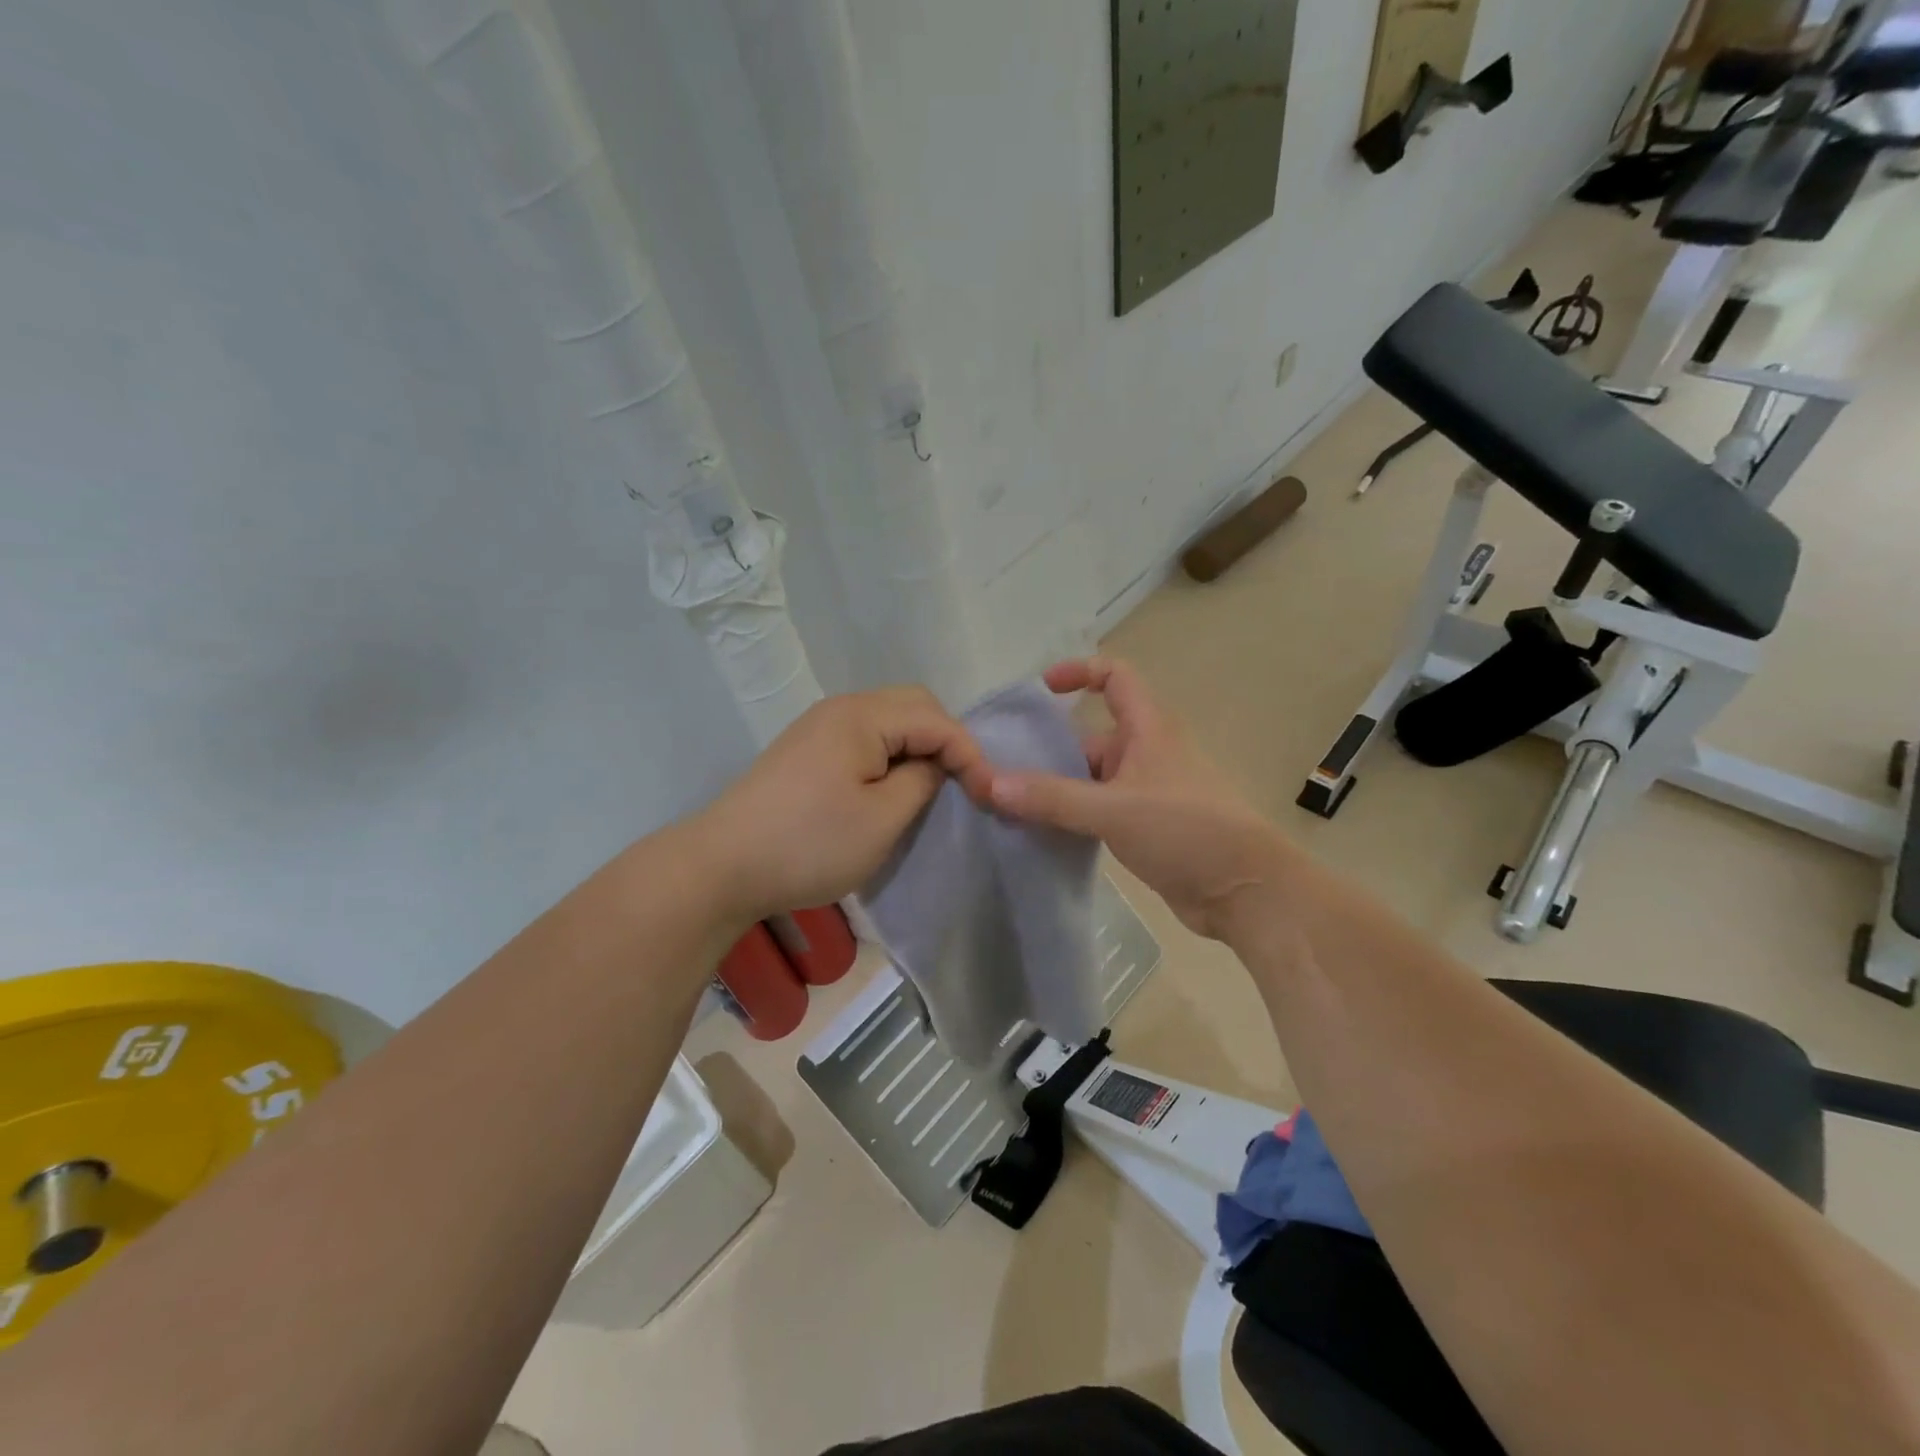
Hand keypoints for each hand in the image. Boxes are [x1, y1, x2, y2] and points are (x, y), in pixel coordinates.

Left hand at [693, 687, 990, 924]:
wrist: (721, 866)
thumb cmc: (808, 844)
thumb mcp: (882, 819)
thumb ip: (923, 780)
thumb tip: (936, 764)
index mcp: (862, 716)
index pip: (936, 719)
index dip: (969, 754)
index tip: (988, 795)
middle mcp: (841, 708)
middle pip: (913, 706)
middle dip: (946, 741)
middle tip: (962, 784)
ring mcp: (820, 727)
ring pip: (889, 721)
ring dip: (918, 748)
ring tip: (935, 787)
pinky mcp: (807, 750)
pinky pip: (866, 738)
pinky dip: (891, 756)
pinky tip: (893, 787)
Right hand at [988, 658, 1284, 939]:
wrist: (1245, 892)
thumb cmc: (1186, 831)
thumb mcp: (1113, 809)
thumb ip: (1052, 797)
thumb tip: (989, 783)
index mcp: (1148, 730)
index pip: (1115, 677)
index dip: (1080, 672)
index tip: (1043, 690)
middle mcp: (1147, 754)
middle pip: (1090, 738)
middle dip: (1049, 751)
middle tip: (1001, 770)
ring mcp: (1147, 793)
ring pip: (1092, 780)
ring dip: (1057, 790)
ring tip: (1009, 806)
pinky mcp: (1146, 829)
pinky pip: (1099, 812)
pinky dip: (1071, 817)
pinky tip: (1040, 834)